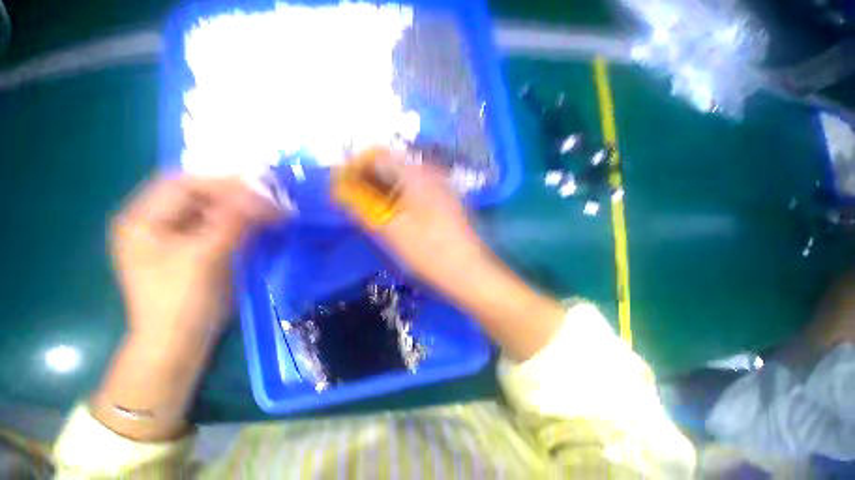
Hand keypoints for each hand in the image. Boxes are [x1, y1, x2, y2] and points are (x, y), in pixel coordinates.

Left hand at [111, 174, 279, 347]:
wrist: (180, 342)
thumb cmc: (181, 301)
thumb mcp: (205, 258)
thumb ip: (233, 223)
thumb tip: (266, 199)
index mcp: (142, 219)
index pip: (183, 184)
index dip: (221, 182)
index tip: (260, 187)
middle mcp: (157, 222)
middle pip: (199, 195)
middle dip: (235, 194)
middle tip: (269, 197)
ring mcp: (177, 236)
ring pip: (213, 210)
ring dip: (243, 208)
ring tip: (272, 210)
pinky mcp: (196, 249)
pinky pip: (221, 226)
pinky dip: (243, 223)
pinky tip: (263, 224)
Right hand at [346, 153, 486, 293]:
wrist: (469, 271)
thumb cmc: (428, 251)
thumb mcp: (391, 230)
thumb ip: (364, 206)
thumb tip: (342, 190)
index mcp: (417, 175)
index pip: (379, 157)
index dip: (358, 168)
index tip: (345, 187)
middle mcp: (432, 174)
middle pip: (394, 166)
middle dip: (372, 180)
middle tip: (359, 202)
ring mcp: (443, 187)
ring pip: (406, 180)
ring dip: (387, 190)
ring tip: (376, 210)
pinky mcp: (448, 201)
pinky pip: (419, 191)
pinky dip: (403, 198)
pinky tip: (399, 215)